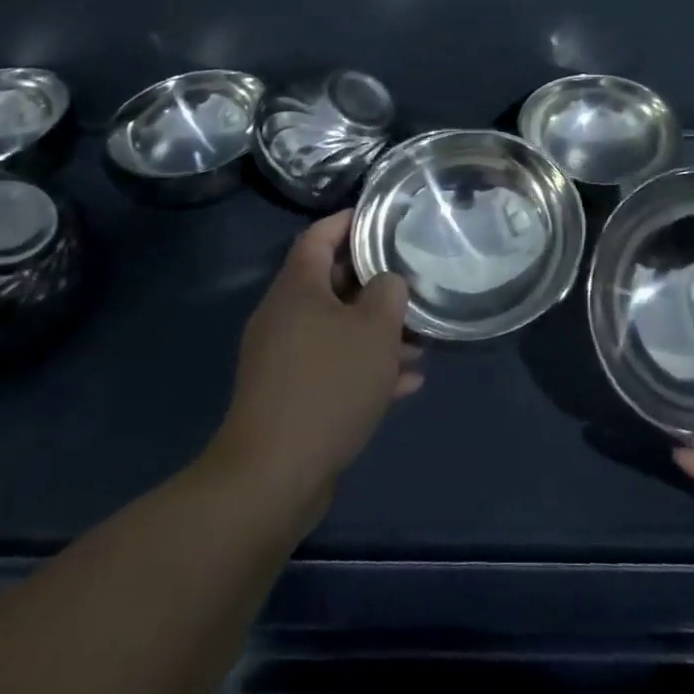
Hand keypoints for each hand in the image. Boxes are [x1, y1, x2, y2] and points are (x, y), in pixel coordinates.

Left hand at [211, 211, 421, 520]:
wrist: (273, 476)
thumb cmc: (328, 385)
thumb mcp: (374, 329)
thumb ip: (388, 292)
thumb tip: (387, 283)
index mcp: (297, 288)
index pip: (320, 235)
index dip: (350, 220)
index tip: (384, 217)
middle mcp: (284, 316)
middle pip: (332, 282)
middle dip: (375, 283)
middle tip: (413, 280)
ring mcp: (284, 358)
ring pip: (337, 329)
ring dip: (376, 332)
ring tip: (420, 341)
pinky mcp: (290, 395)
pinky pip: (333, 367)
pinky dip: (365, 368)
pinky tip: (406, 383)